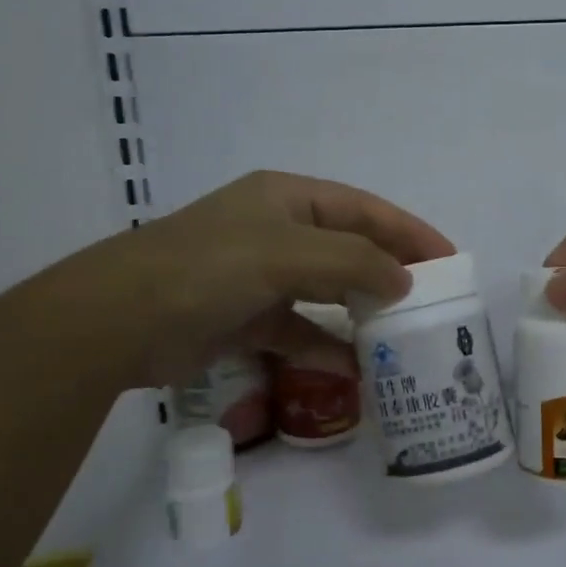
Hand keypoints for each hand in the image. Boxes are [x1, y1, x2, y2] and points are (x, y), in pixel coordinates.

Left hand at [51, 171, 453, 389]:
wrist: (117, 322)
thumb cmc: (208, 268)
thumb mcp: (287, 253)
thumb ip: (353, 262)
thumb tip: (403, 281)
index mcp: (287, 199)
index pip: (363, 209)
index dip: (408, 230)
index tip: (448, 258)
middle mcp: (276, 231)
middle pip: (348, 248)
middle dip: (389, 271)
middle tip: (432, 299)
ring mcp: (260, 276)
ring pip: (326, 291)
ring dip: (360, 311)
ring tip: (401, 334)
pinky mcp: (246, 318)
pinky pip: (299, 330)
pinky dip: (324, 347)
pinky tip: (351, 368)